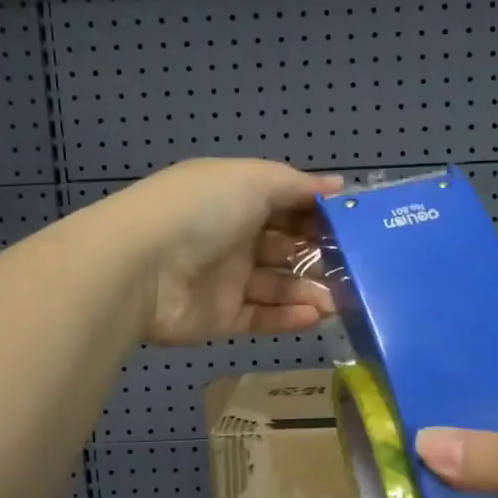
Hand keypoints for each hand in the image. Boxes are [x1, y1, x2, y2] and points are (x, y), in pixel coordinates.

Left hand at [101, 159, 343, 345]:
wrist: (140, 267)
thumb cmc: (201, 211)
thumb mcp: (253, 180)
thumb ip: (297, 185)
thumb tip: (338, 185)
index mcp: (236, 198)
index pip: (287, 205)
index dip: (320, 214)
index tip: (356, 226)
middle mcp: (232, 236)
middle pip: (286, 247)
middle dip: (321, 257)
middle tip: (357, 270)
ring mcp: (225, 279)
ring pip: (278, 285)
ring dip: (311, 291)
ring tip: (343, 300)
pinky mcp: (219, 317)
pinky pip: (261, 317)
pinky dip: (288, 317)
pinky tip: (315, 316)